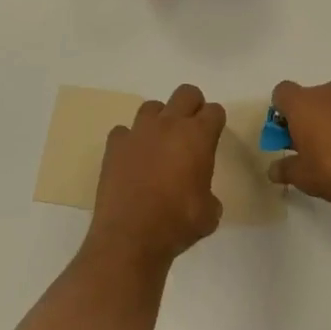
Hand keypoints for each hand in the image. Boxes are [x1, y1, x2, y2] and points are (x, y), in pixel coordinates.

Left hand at [85, 84, 224, 271]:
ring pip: (152, 107)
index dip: (216, 122)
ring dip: (160, 120)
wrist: (131, 236)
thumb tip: (200, 194)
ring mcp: (138, 132)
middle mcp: (168, 125)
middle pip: (186, 93)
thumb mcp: (210, 213)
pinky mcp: (114, 145)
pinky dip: (130, 141)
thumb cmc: (177, 223)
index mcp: (197, 137)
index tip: (213, 136)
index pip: (214, 111)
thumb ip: (209, 193)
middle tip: (191, 131)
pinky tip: (132, 159)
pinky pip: (124, 131)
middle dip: (192, 106)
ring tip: (159, 144)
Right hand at [268, 80, 330, 226]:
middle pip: (311, 99)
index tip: (288, 135)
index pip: (282, 92)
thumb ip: (286, 169)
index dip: (282, 112)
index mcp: (304, 103)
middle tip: (314, 149)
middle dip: (310, 119)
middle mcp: (330, 92)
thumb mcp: (304, 178)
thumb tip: (273, 170)